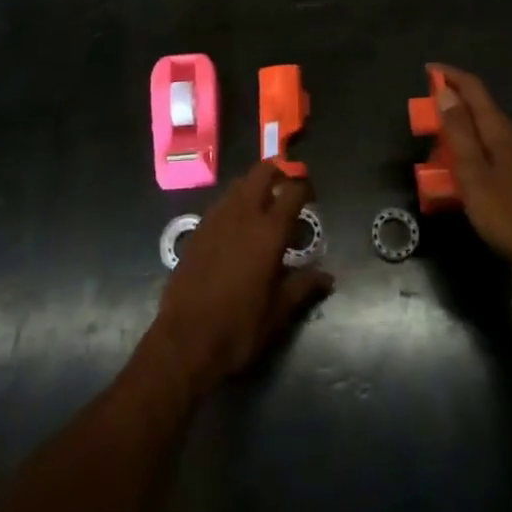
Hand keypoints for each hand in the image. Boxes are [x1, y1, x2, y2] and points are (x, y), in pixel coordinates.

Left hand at [149, 162, 332, 398]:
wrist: (184, 340)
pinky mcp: (198, 228)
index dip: (305, 187)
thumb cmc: (238, 328)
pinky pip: (222, 202)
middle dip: (279, 171)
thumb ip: (303, 287)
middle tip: (288, 188)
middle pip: (263, 171)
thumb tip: (328, 277)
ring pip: (240, 183)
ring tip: (264, 206)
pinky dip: (235, 203)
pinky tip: (238, 226)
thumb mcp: (278, 312)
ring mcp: (217, 218)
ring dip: (255, 185)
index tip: (311, 196)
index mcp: (269, 232)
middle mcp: (243, 214)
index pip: (293, 191)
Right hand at [432, 64, 511, 291]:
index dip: (450, 75)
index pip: (474, 89)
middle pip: (480, 110)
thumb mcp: (474, 175)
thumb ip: (459, 133)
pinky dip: (475, 154)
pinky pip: (496, 154)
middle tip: (426, 122)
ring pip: (488, 134)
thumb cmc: (510, 216)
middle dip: (452, 108)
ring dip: (462, 134)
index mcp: (500, 130)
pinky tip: (468, 179)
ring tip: (440, 155)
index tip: (428, 70)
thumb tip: (445, 92)